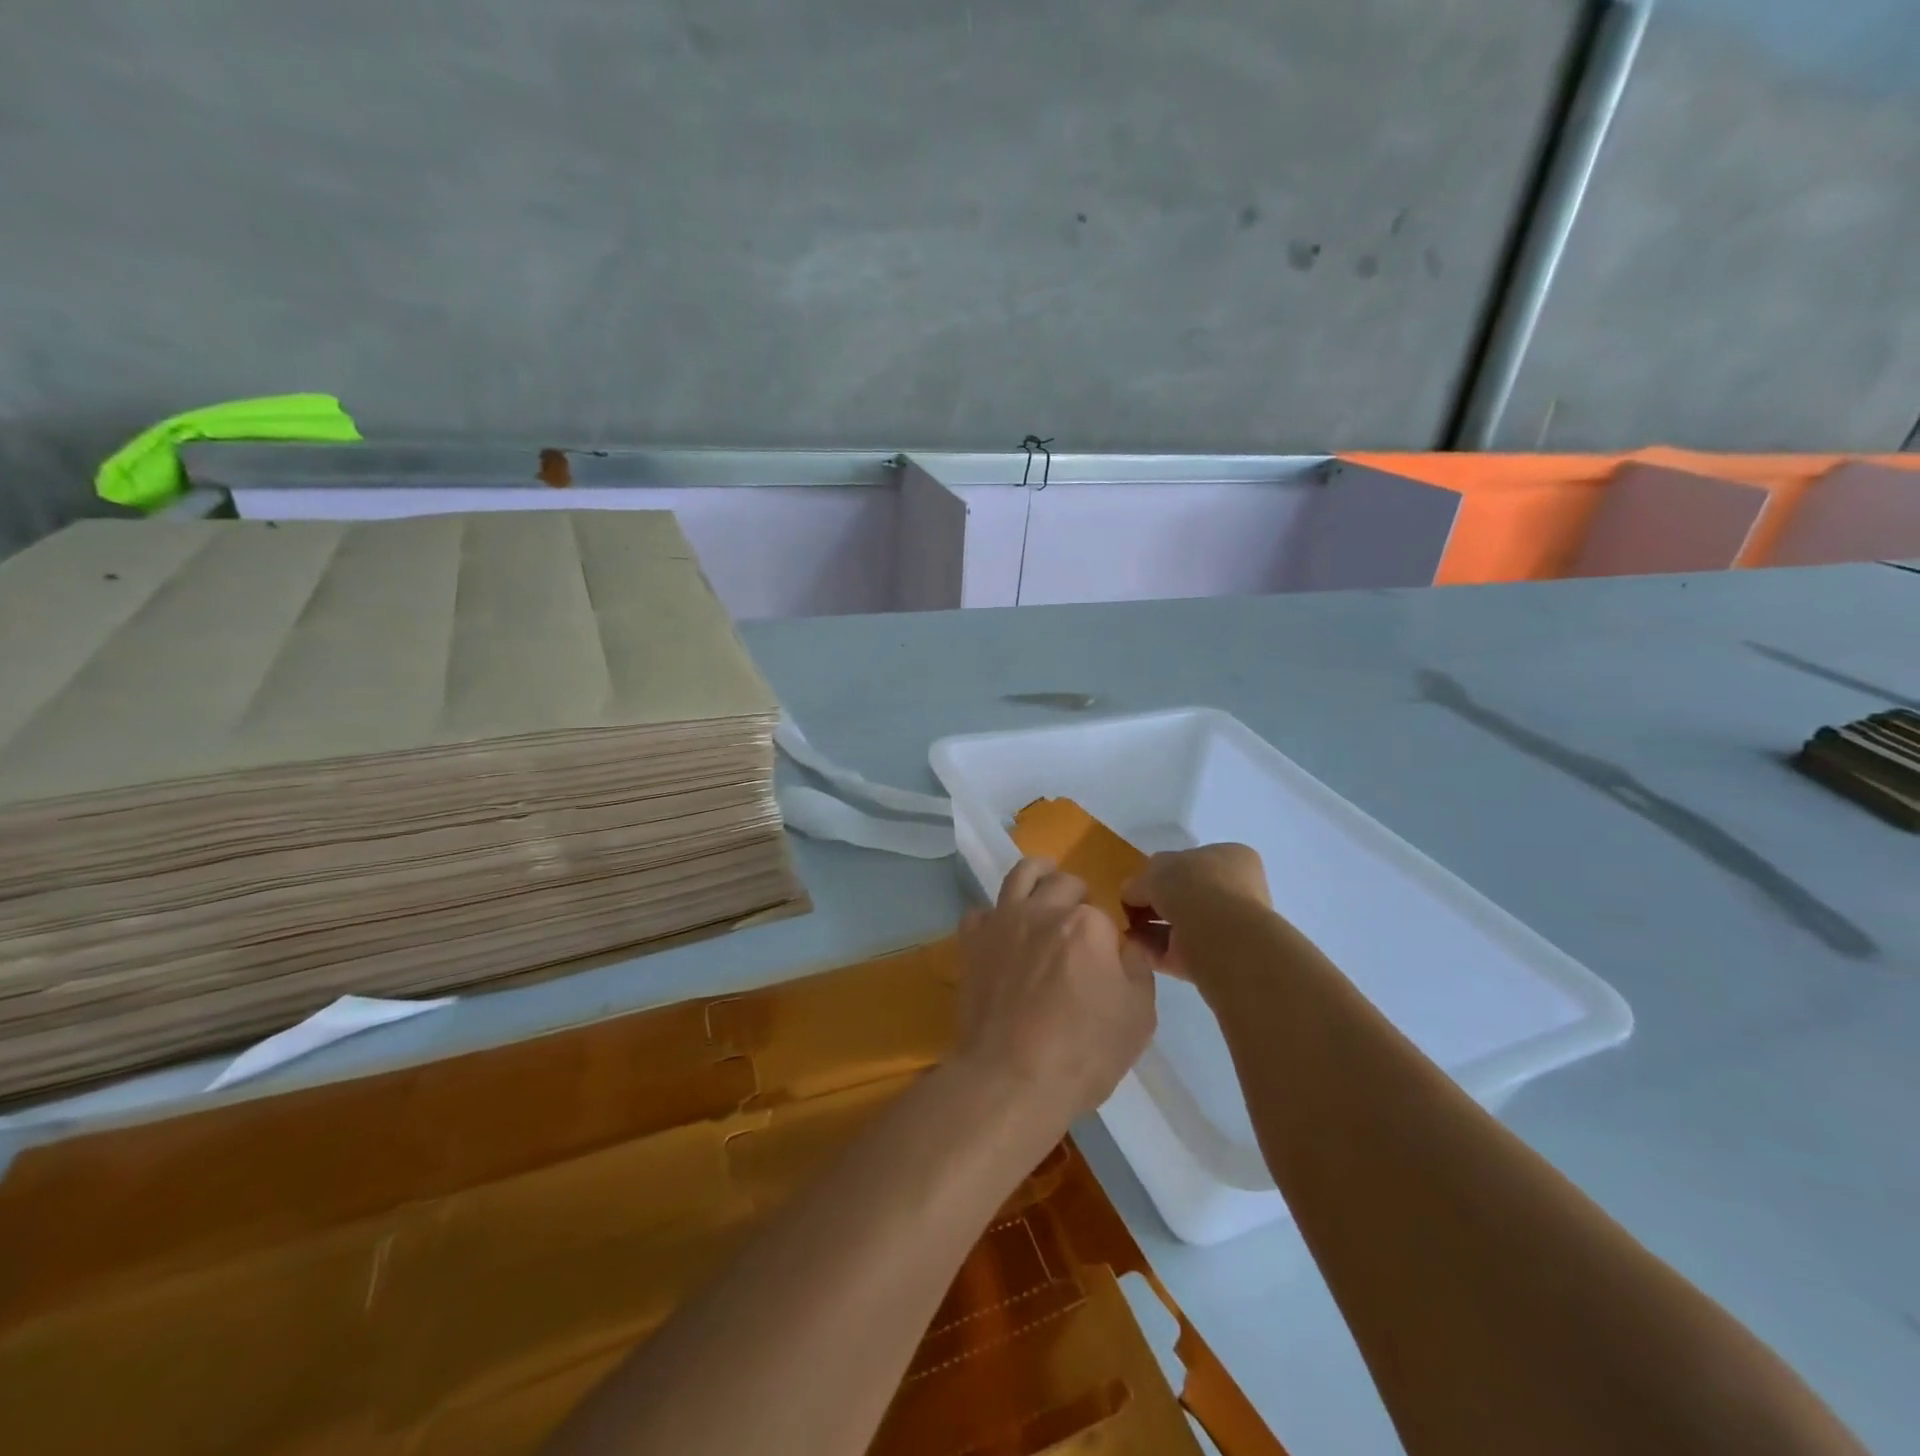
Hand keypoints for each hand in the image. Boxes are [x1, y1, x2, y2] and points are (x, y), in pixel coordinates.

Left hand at [955, 858, 1155, 1122]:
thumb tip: (1130, 945)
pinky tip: (1001, 930)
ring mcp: (1003, 921)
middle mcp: (1043, 910)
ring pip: (1020, 875)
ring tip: (1045, 882)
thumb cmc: (1083, 1053)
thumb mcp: (1138, 1018)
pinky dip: (993, 915)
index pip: (1103, 914)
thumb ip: (1139, 970)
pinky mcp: (972, 942)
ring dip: (1038, 875)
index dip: (1108, 936)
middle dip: (1077, 896)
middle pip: (1063, 884)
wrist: (1010, 1077)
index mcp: (1087, 924)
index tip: (1109, 958)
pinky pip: (980, 911)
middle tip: (1080, 923)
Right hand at [1119, 844, 1269, 981]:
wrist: (1222, 940)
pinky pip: (1177, 951)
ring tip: (1124, 931)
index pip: (1189, 862)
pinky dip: (1154, 950)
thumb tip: (1130, 894)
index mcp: (1229, 858)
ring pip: (1179, 925)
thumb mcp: (1155, 870)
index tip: (1136, 886)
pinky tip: (1133, 948)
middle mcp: (1234, 891)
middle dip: (1153, 904)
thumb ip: (1139, 881)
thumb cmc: (1193, 888)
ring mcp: (1227, 927)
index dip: (1159, 873)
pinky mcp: (1216, 959)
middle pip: (1183, 895)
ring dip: (1150, 928)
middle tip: (1126, 911)